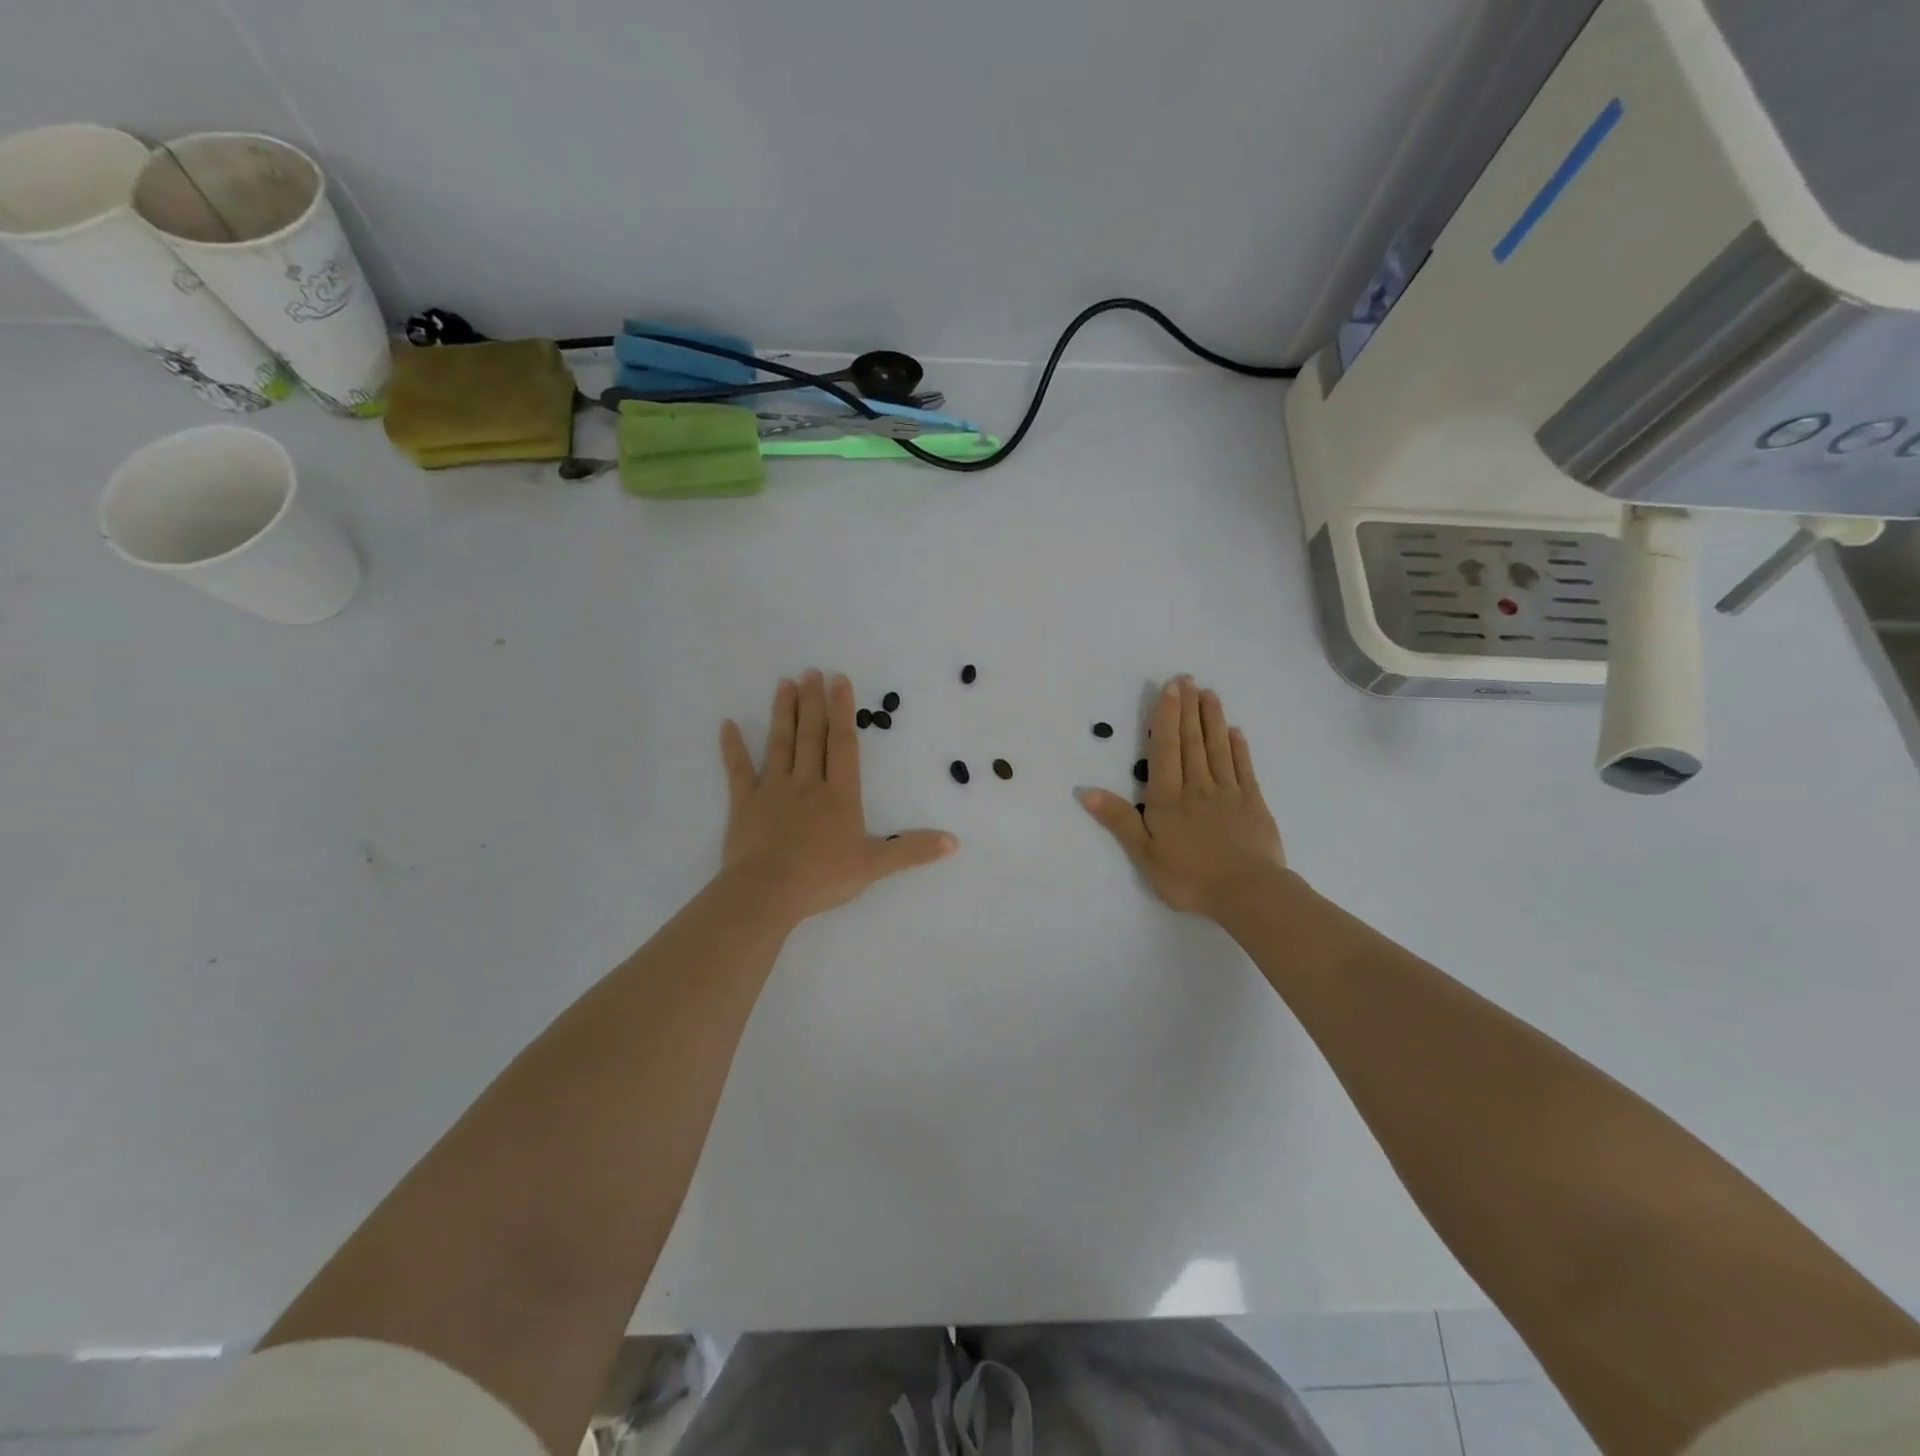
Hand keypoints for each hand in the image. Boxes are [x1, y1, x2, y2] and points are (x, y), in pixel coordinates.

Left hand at [718, 671, 956, 925]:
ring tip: (785, 683)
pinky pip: (738, 771)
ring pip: (780, 744)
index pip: (843, 745)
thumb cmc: (823, 877)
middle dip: (813, 703)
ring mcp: (774, 791)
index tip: (838, 680)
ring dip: (783, 713)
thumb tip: (954, 842)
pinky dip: (733, 748)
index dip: (843, 711)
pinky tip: (727, 724)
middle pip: (811, 736)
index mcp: (839, 795)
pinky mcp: (745, 804)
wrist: (768, 891)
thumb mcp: (875, 865)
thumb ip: (912, 850)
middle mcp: (807, 783)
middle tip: (810, 671)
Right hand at [1080, 676, 1286, 918]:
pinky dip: (1239, 747)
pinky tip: (1236, 731)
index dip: (1166, 717)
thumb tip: (1086, 791)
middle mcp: (1197, 787)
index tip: (1170, 689)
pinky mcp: (1253, 803)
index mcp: (1168, 798)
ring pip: (1217, 748)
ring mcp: (1228, 792)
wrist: (1248, 892)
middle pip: (1191, 741)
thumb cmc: (1190, 877)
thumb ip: (1119, 820)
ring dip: (1212, 719)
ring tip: (1209, 694)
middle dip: (1188, 708)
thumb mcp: (1145, 854)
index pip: (1165, 750)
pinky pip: (1244, 768)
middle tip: (1188, 678)